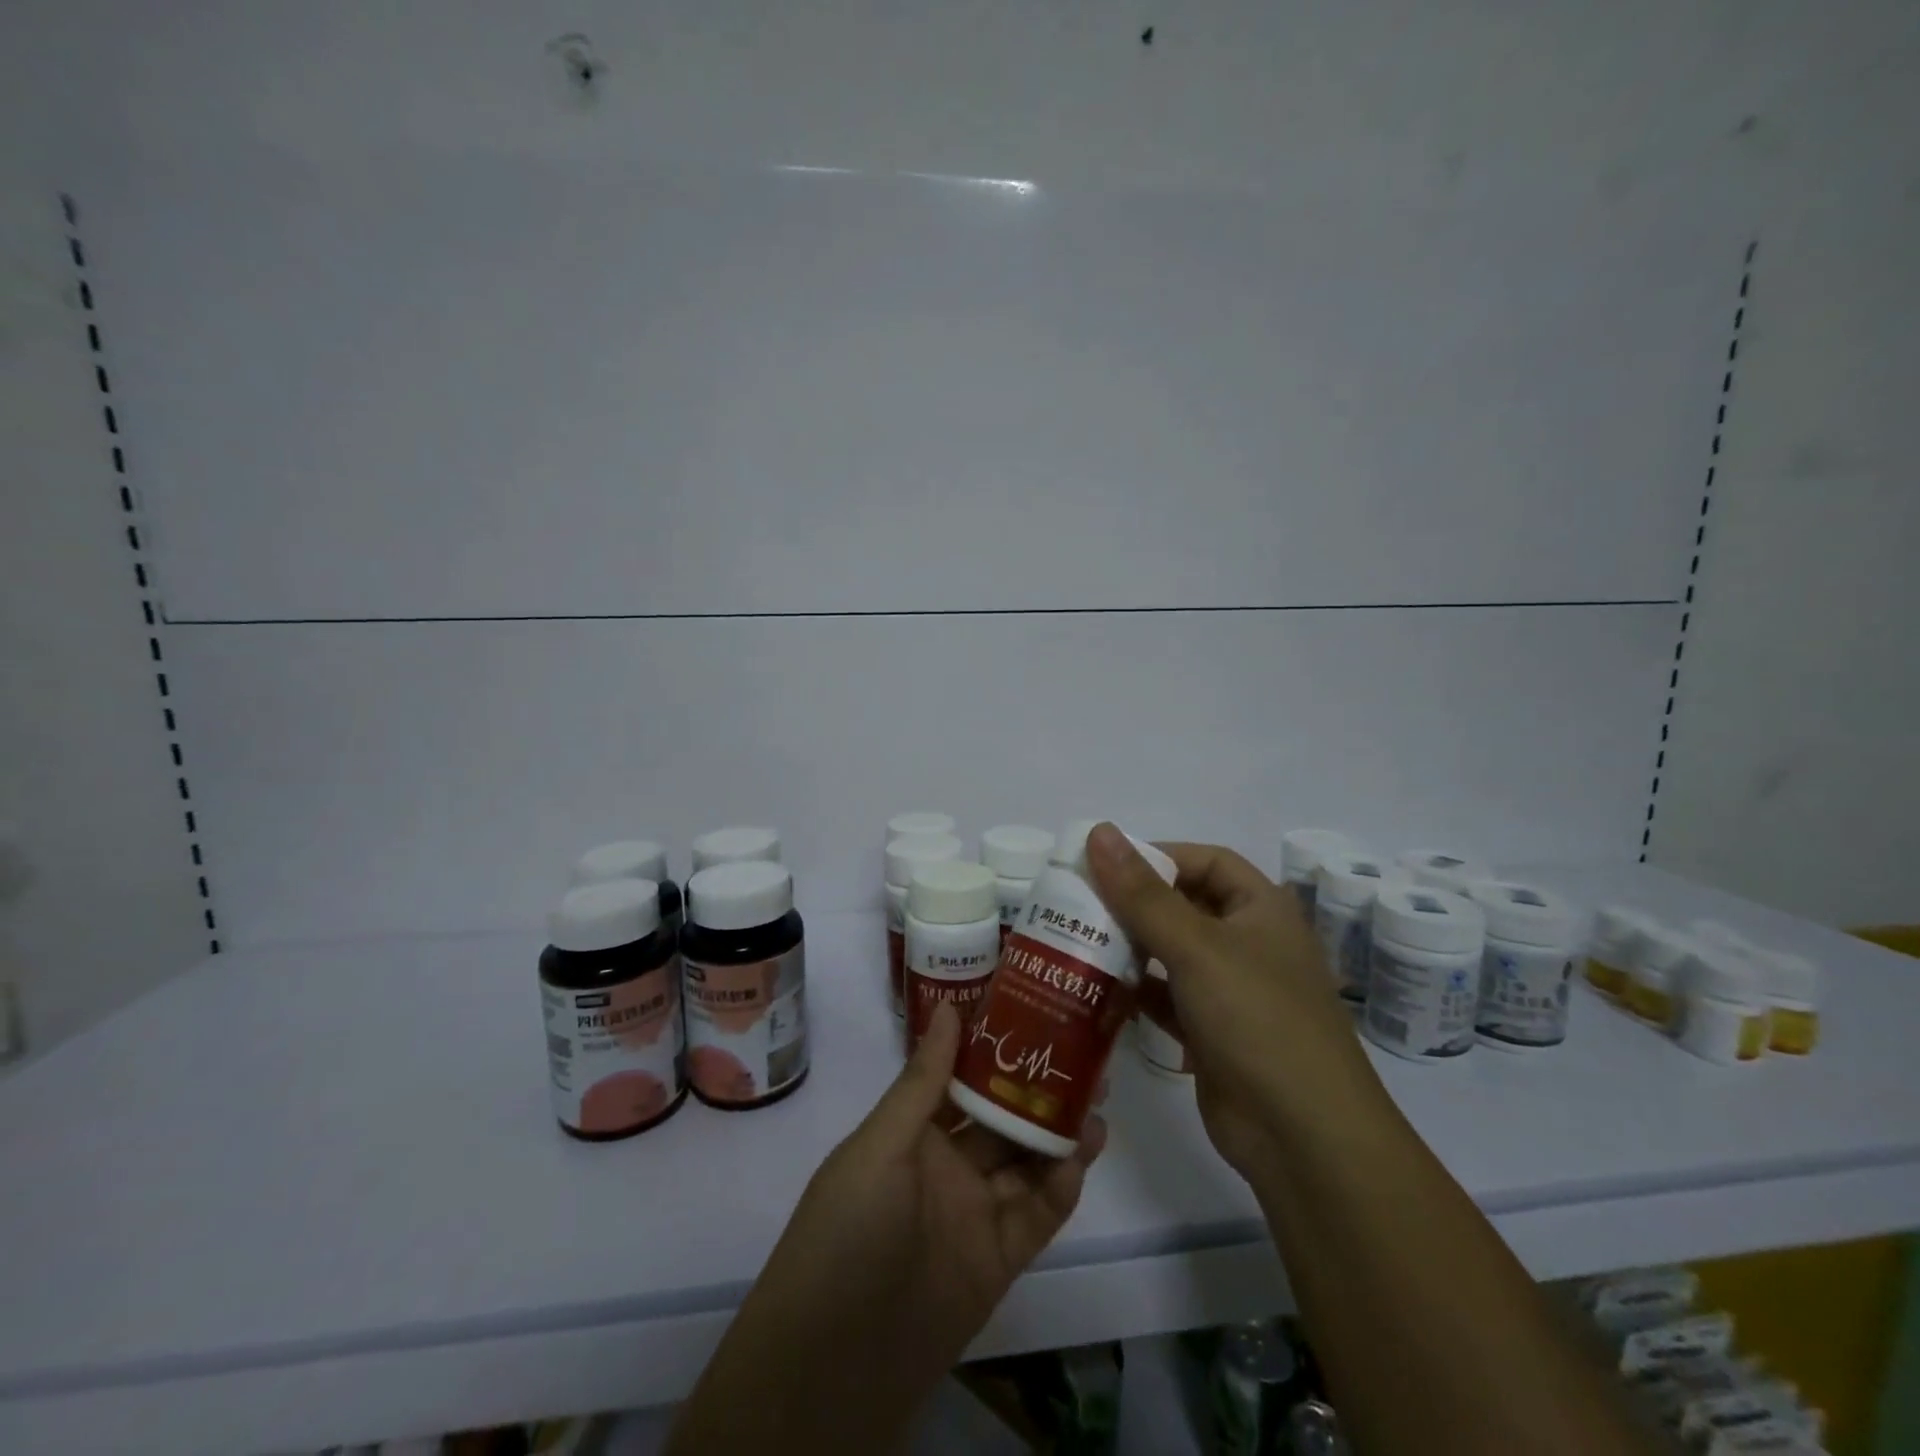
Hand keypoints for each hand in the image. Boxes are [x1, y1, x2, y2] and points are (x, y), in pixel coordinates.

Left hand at [666, 1007, 1105, 1454]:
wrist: (833, 1369)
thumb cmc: (846, 1232)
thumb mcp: (879, 1148)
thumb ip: (922, 1083)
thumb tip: (950, 1007)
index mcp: (912, 1133)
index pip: (960, 1077)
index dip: (993, 1046)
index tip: (1033, 1011)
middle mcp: (946, 1166)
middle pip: (1000, 1117)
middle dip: (1037, 1087)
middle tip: (1083, 1056)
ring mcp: (973, 1213)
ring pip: (1025, 1162)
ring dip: (1058, 1133)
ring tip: (1096, 1100)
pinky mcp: (998, 1261)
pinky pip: (1036, 1216)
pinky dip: (1060, 1188)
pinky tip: (1081, 1157)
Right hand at [1084, 823, 1386, 1175]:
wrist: (1305, 1139)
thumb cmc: (1258, 1020)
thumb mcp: (1196, 947)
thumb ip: (1142, 893)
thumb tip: (1100, 831)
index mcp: (1261, 908)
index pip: (1205, 860)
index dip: (1157, 856)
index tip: (1103, 865)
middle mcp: (1248, 942)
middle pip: (1183, 905)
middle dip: (1133, 904)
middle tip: (1076, 904)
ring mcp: (1231, 991)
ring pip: (1170, 953)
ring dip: (1129, 948)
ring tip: (1075, 943)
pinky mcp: (1212, 1033)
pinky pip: (1166, 998)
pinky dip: (1136, 992)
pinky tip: (1097, 992)